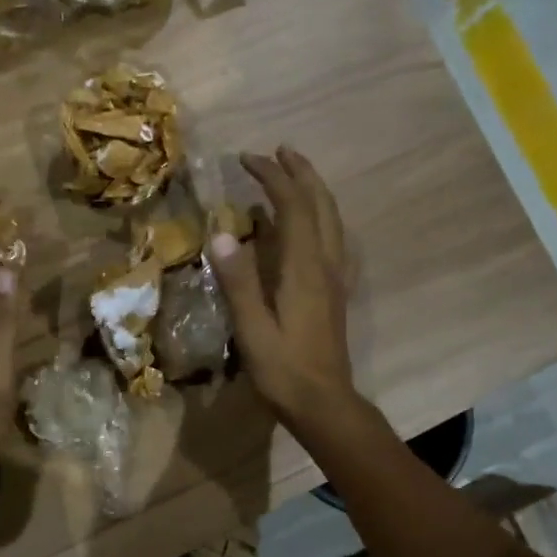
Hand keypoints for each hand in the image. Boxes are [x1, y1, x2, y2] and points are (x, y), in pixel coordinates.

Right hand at [207, 147, 355, 426]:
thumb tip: (221, 233)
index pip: (292, 207)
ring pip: (332, 220)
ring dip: (314, 191)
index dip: (271, 177)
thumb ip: (238, 281)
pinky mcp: (335, 293)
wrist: (324, 403)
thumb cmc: (284, 370)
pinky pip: (333, 240)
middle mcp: (326, 265)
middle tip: (278, 152)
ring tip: (293, 176)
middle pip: (320, 205)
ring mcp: (336, 278)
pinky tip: (309, 226)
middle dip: (300, 173)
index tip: (247, 159)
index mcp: (305, 269)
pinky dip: (321, 219)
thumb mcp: (253, 329)